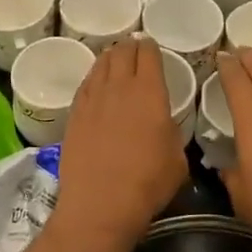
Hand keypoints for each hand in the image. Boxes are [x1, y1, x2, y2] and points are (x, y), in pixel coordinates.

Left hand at [53, 38, 188, 251]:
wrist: (100, 204)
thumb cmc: (147, 184)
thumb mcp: (177, 159)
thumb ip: (172, 132)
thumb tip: (164, 125)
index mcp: (149, 92)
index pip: (149, 54)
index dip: (151, 47)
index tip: (152, 46)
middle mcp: (119, 87)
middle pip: (122, 52)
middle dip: (130, 47)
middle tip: (134, 49)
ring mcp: (93, 98)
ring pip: (101, 63)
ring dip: (110, 57)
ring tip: (114, 58)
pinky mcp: (74, 113)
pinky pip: (85, 83)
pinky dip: (93, 76)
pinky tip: (96, 81)